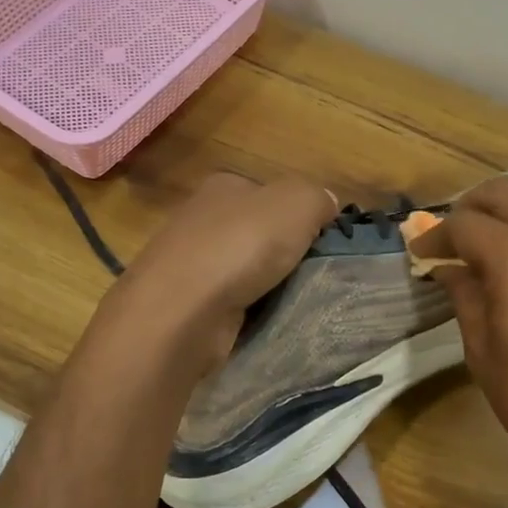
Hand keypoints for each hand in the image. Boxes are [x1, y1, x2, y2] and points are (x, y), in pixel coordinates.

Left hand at [97, 171, 337, 376]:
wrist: (181, 312)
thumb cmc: (240, 246)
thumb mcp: (296, 203)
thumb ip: (317, 199)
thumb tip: (326, 206)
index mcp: (223, 186)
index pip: (270, 194)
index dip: (300, 214)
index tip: (324, 241)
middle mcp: (201, 220)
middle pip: (258, 234)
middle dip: (285, 253)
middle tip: (316, 274)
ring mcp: (190, 264)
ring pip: (246, 271)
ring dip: (269, 286)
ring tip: (297, 301)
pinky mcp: (188, 305)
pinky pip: (233, 304)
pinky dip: (250, 312)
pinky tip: (266, 321)